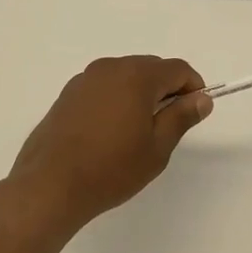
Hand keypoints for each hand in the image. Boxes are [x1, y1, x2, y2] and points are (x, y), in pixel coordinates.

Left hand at [6, 57, 211, 235]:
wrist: (50, 185)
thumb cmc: (111, 168)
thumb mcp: (157, 147)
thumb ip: (181, 117)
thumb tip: (201, 98)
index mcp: (136, 76)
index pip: (177, 69)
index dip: (193, 87)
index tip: (195, 111)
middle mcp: (110, 68)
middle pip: (151, 68)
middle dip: (166, 89)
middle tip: (169, 125)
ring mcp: (85, 79)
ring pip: (125, 76)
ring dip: (140, 94)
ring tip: (138, 131)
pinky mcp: (67, 94)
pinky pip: (103, 87)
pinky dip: (116, 99)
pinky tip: (111, 131)